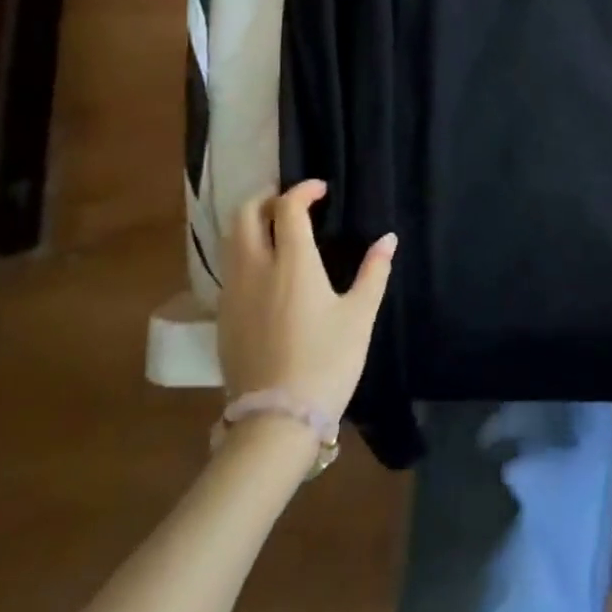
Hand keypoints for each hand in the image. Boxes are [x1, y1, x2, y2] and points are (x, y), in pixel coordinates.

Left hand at [217, 180, 395, 420]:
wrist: (276, 421)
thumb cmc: (326, 362)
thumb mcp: (360, 316)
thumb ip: (374, 272)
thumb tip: (388, 239)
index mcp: (293, 262)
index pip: (288, 207)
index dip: (303, 190)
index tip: (320, 190)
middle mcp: (256, 268)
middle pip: (246, 214)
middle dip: (266, 198)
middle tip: (290, 202)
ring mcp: (234, 293)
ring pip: (231, 240)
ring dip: (250, 224)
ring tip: (274, 228)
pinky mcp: (223, 317)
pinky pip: (229, 268)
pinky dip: (243, 252)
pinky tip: (263, 270)